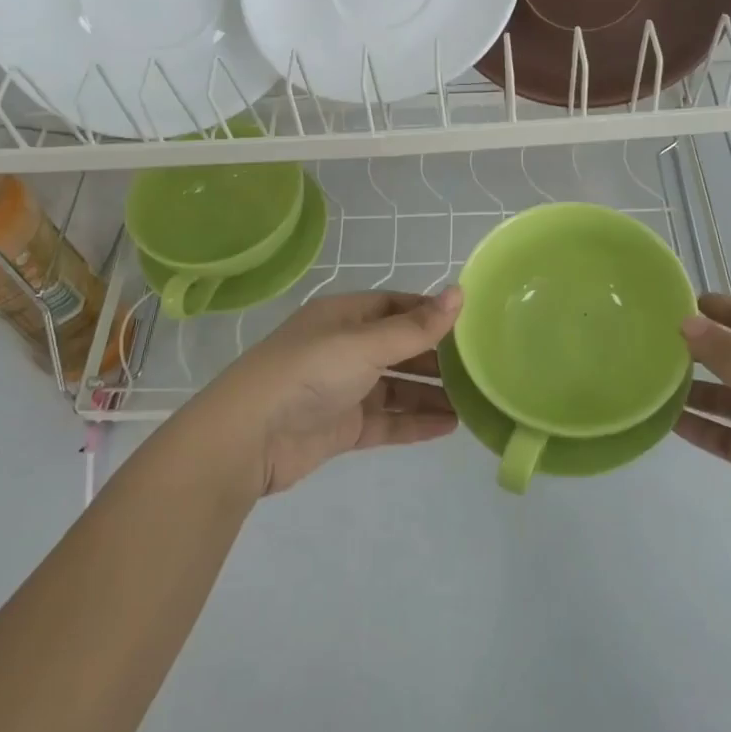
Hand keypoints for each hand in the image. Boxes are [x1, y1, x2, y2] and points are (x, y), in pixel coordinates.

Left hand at [189, 289, 461, 497]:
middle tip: (481, 368)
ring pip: (397, 387)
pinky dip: (416, 422)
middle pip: (400, 348)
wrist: (249, 438)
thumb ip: (415, 327)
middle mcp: (346, 348)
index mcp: (345, 317)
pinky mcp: (344, 427)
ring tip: (474, 401)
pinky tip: (449, 427)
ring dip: (431, 393)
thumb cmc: (308, 373)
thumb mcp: (364, 343)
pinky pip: (388, 420)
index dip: (431, 314)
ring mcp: (345, 389)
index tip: (471, 325)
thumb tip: (460, 294)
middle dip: (437, 357)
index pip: (396, 307)